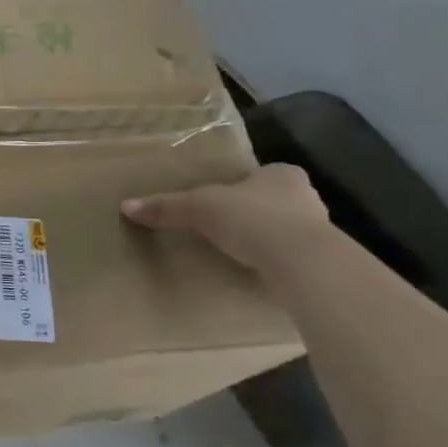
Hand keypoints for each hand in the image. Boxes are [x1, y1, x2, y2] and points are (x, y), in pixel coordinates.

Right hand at [121, 163, 329, 272]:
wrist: (303, 262)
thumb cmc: (252, 219)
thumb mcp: (199, 208)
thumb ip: (167, 206)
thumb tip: (126, 206)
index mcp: (282, 174)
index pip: (260, 175)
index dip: (240, 186)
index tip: (222, 202)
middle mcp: (306, 196)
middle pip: (274, 201)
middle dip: (254, 213)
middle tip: (225, 227)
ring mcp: (320, 231)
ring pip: (286, 230)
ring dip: (267, 240)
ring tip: (238, 253)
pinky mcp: (321, 261)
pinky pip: (292, 258)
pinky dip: (275, 263)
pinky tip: (257, 272)